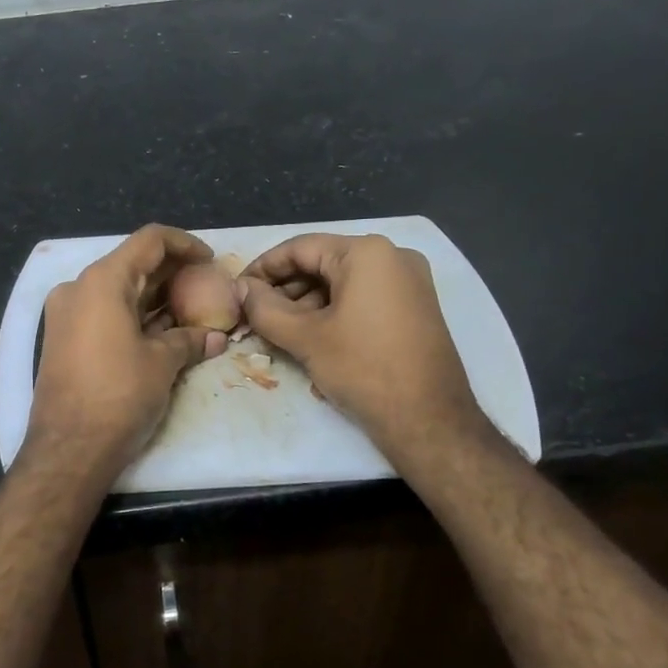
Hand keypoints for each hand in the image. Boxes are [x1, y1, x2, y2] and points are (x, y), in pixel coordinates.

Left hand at [25, 225, 228, 476]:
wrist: (69, 448)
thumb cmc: (119, 395)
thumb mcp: (162, 363)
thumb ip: (189, 340)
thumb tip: (216, 337)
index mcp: (102, 281)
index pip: (150, 241)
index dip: (185, 244)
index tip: (210, 260)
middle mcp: (78, 287)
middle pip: (132, 263)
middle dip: (171, 272)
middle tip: (205, 286)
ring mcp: (66, 313)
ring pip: (117, 289)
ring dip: (153, 296)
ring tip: (189, 309)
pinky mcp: (63, 338)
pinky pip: (103, 312)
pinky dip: (132, 314)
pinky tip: (161, 330)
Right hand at [240, 234, 492, 463]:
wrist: (429, 420)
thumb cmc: (363, 369)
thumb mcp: (305, 338)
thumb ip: (264, 307)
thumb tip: (240, 289)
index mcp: (366, 252)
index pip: (300, 248)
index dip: (263, 268)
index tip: (238, 290)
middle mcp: (393, 255)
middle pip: (323, 262)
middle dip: (285, 288)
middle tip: (254, 314)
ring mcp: (409, 281)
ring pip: (342, 282)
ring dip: (306, 303)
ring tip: (278, 330)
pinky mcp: (415, 307)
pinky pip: (363, 296)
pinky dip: (334, 311)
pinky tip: (310, 336)